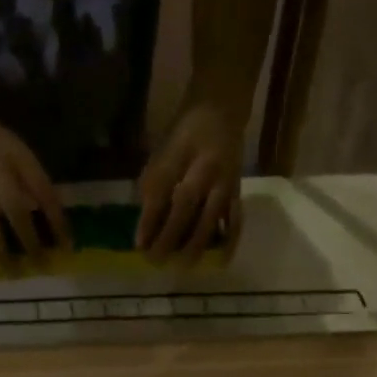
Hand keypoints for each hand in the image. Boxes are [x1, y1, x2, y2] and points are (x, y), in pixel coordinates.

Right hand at [0, 110, 69, 262]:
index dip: (57, 219)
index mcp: (17, 157)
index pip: (43, 191)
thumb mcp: (19, 150)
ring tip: (11, 272)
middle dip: (29, 239)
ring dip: (1, 249)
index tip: (68, 245)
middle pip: (15, 210)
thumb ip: (33, 180)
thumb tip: (51, 217)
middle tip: (41, 265)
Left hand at [137, 98, 244, 262]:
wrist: (221, 110)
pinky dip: (229, 241)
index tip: (139, 245)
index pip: (161, 190)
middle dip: (170, 236)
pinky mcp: (237, 191)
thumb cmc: (184, 135)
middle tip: (157, 261)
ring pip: (211, 215)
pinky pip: (236, 219)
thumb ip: (153, 185)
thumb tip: (145, 226)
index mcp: (180, 153)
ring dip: (197, 243)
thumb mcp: (163, 151)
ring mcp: (224, 180)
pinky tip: (220, 261)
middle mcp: (204, 168)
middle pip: (186, 205)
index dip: (149, 219)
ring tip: (183, 266)